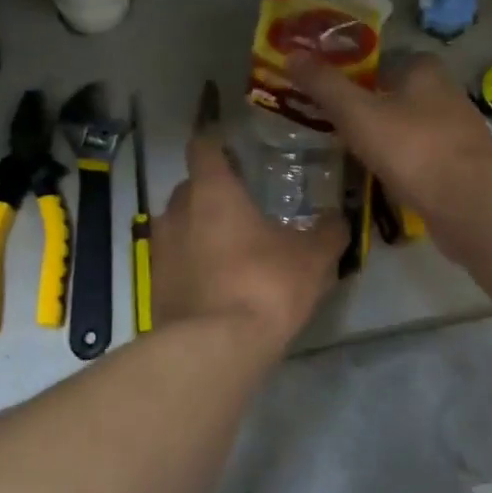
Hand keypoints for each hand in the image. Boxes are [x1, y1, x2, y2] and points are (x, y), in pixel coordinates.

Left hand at [153, 122, 345, 353]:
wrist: (214, 348)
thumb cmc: (264, 285)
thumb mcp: (312, 258)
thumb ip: (327, 232)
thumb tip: (338, 218)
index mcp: (212, 190)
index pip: (203, 146)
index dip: (216, 144)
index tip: (234, 150)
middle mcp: (177, 211)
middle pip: (190, 187)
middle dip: (212, 193)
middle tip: (243, 206)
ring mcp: (159, 249)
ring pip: (179, 225)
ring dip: (200, 231)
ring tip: (232, 249)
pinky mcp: (152, 285)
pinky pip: (174, 261)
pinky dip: (192, 265)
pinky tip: (218, 284)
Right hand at [285, 51, 491, 242]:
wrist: (469, 202)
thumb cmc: (411, 147)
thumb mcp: (357, 112)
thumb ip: (325, 85)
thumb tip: (292, 54)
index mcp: (425, 71)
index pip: (385, 60)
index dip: (357, 72)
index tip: (331, 91)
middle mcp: (445, 94)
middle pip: (398, 94)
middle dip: (369, 106)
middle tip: (334, 123)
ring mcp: (457, 132)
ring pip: (410, 127)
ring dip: (386, 137)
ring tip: (351, 152)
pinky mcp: (460, 166)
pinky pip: (421, 157)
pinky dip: (402, 163)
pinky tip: (382, 178)